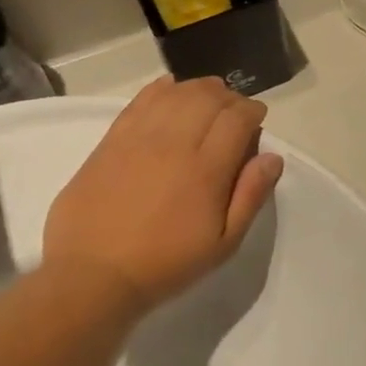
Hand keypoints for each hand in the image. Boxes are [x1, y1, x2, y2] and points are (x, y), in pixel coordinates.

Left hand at [44, 76, 283, 311]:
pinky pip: (139, 101)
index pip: (237, 118)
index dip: (252, 111)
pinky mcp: (110, 142)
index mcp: (206, 170)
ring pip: (175, 94)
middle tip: (235, 111)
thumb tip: (272, 157)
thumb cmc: (166, 263)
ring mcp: (138, 139)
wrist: (93, 276)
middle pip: (208, 98)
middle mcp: (174, 144)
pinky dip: (160, 89)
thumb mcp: (223, 243)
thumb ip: (251, 196)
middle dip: (229, 97)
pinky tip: (170, 89)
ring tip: (207, 98)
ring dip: (197, 89)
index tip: (257, 120)